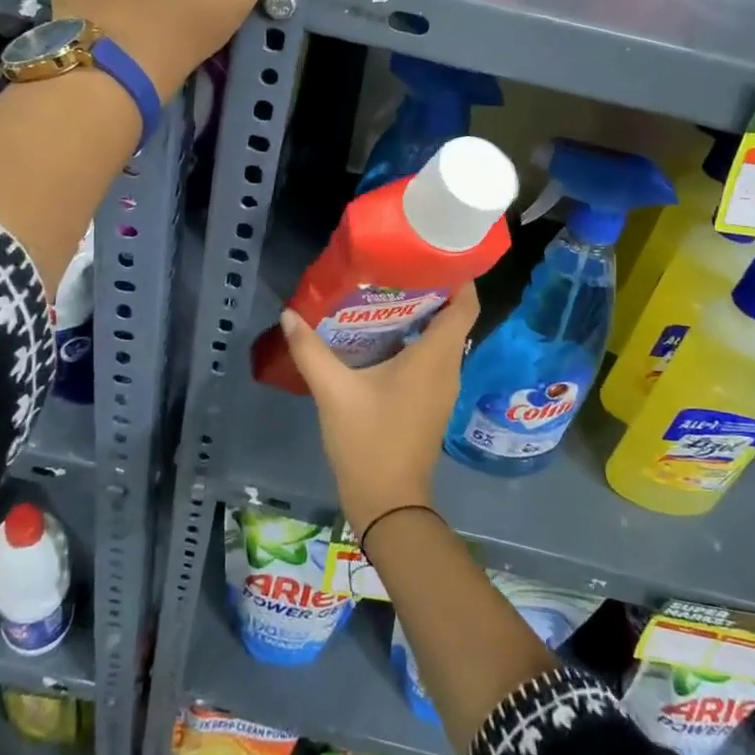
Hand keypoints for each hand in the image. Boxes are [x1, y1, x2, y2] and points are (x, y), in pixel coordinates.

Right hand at [277, 285, 479, 536]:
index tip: (433, 252)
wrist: (388, 503)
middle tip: (396, 267)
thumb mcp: (334, 392)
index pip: (466, 305)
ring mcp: (443, 387)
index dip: (459, 276)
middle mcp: (448, 367)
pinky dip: (415, 340)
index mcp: (436, 357)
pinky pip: (432, 358)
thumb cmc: (369, 441)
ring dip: (421, 316)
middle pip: (453, 317)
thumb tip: (289, 314)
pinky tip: (382, 337)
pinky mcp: (432, 402)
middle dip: (430, 289)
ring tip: (385, 293)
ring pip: (442, 338)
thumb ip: (311, 350)